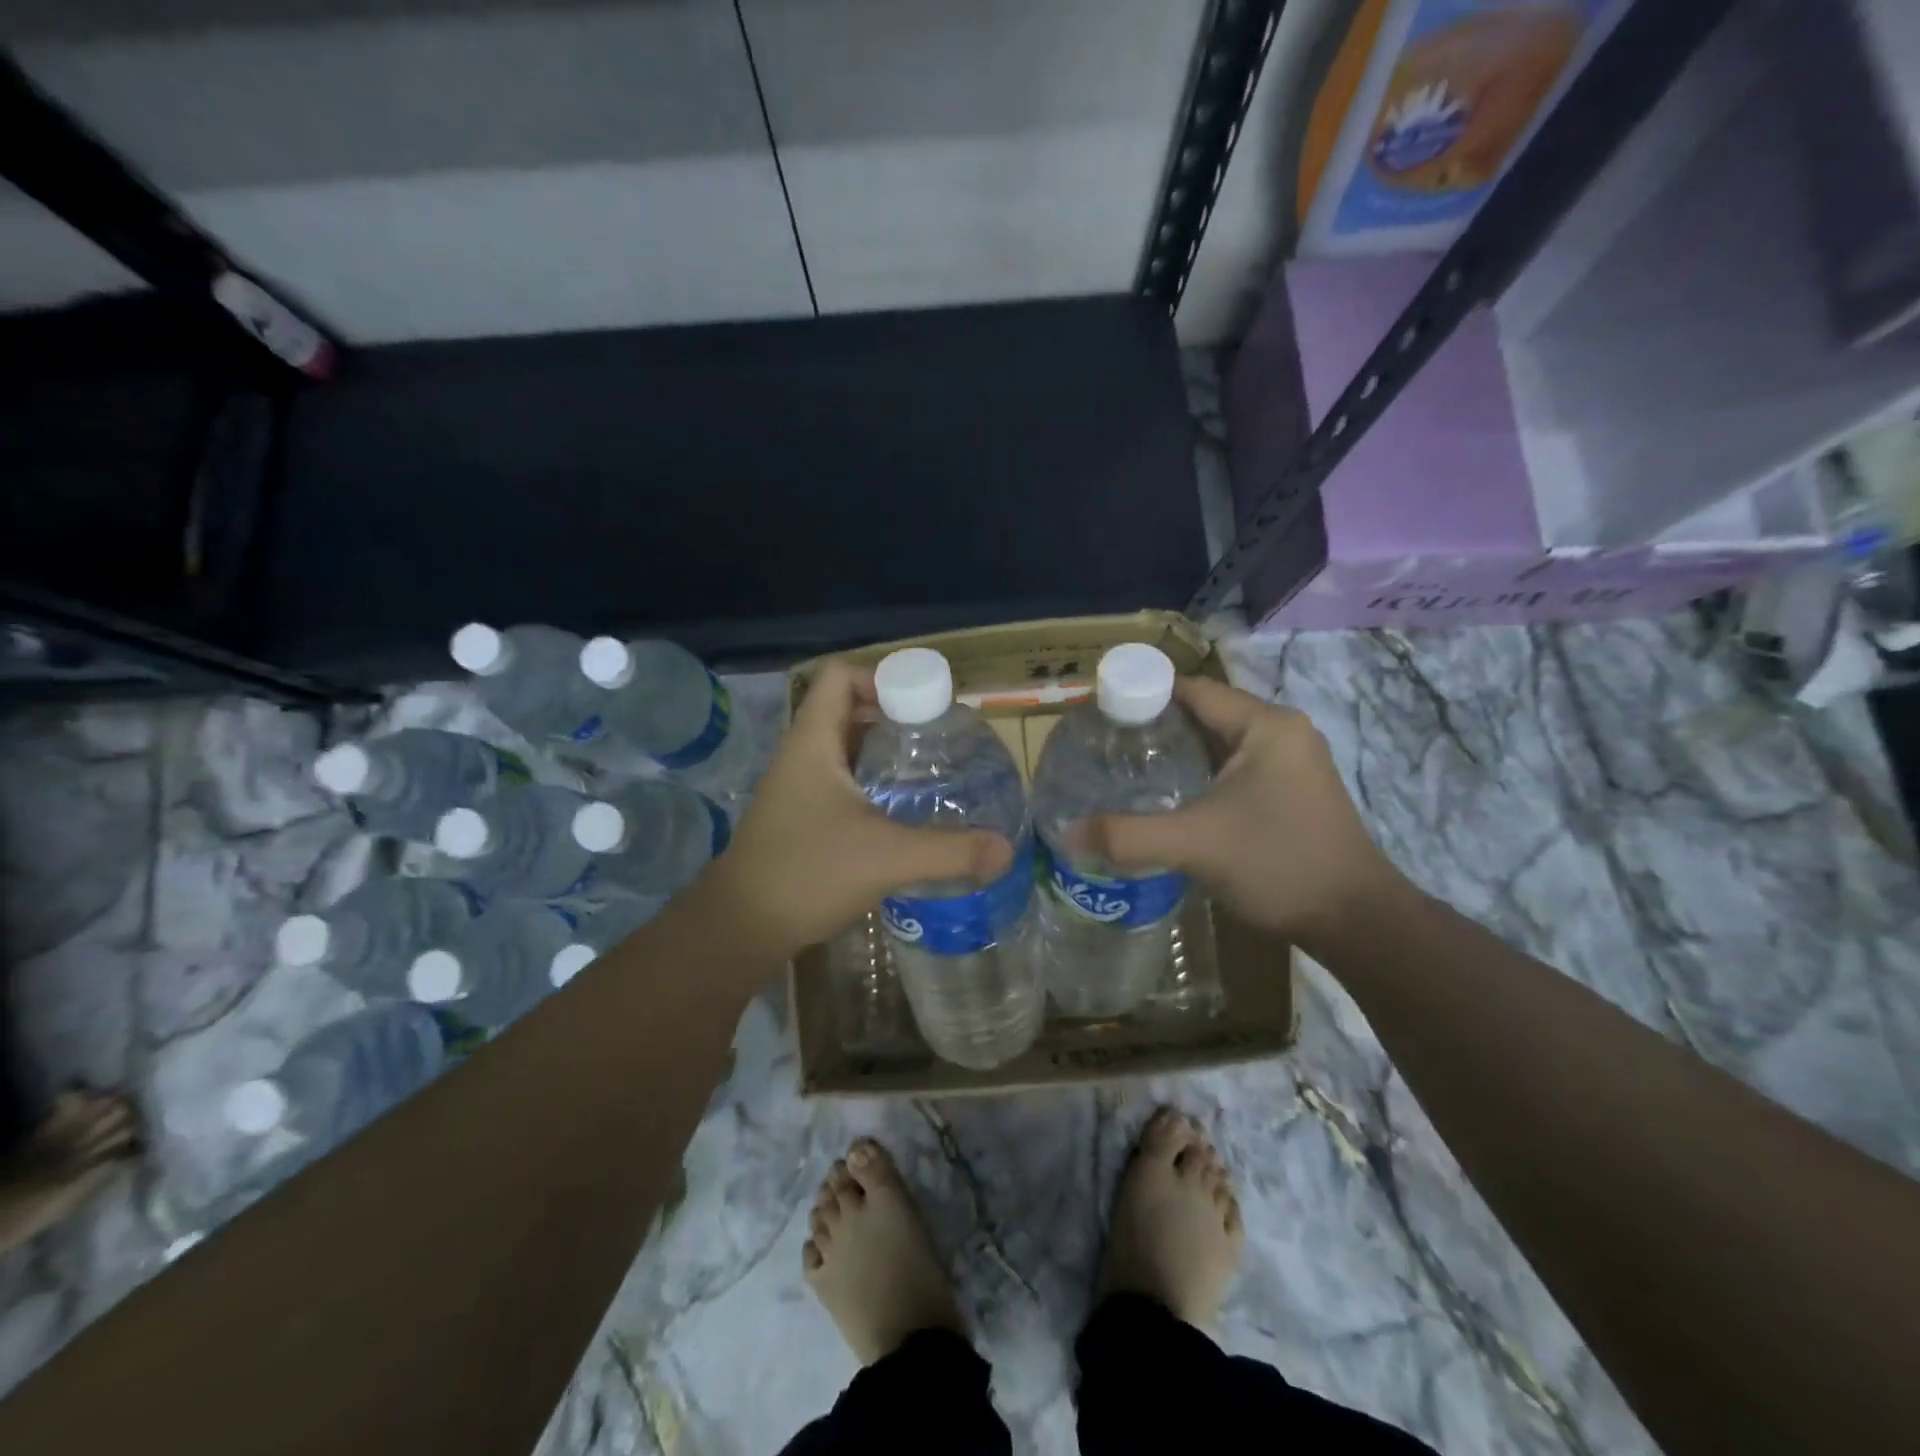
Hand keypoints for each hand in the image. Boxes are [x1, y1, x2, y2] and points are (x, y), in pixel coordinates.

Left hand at [703, 660, 1013, 959]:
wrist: (740, 927)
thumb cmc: (807, 873)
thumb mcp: (886, 858)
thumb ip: (949, 851)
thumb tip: (1006, 849)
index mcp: (813, 742)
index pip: (841, 677)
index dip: (883, 678)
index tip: (926, 709)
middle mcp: (802, 755)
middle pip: (849, 710)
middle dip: (896, 718)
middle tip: (940, 740)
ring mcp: (798, 787)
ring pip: (847, 749)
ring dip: (885, 754)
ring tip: (930, 772)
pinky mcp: (801, 817)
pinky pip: (842, 782)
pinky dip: (873, 785)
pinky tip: (902, 813)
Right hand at [1086, 677, 1410, 952]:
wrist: (1356, 921)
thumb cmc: (1278, 864)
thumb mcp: (1195, 845)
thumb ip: (1128, 836)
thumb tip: (1067, 833)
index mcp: (1265, 725)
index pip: (1192, 690)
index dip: (1143, 695)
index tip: (1098, 713)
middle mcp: (1281, 733)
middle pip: (1203, 715)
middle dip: (1153, 728)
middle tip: (1102, 746)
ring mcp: (1290, 764)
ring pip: (1217, 745)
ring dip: (1175, 755)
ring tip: (1123, 770)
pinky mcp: (1290, 793)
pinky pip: (1232, 770)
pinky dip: (1198, 777)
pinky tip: (1167, 798)